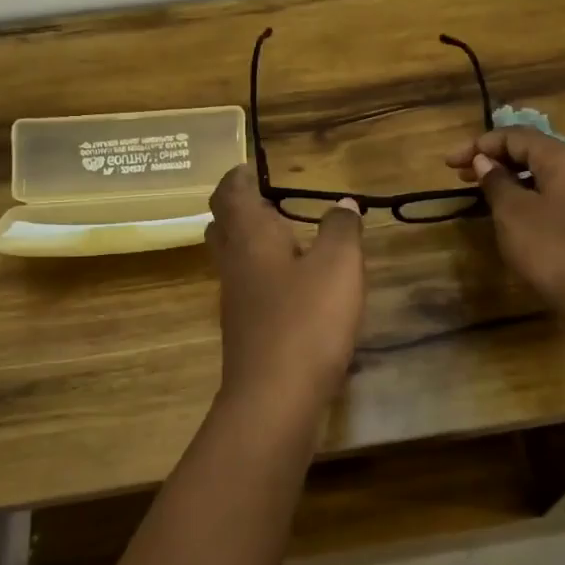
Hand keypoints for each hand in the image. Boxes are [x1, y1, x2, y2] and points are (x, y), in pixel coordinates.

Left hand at [205, 164, 365, 407]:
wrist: (274, 398)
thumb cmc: (306, 319)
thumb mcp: (338, 265)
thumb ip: (341, 229)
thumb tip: (342, 204)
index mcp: (249, 236)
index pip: (230, 192)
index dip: (239, 176)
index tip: (252, 166)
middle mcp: (234, 262)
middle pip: (223, 224)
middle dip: (240, 206)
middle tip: (269, 198)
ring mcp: (235, 298)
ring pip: (234, 256)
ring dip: (252, 241)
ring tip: (288, 234)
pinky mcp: (245, 328)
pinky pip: (248, 285)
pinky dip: (265, 272)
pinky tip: (294, 283)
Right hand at [445, 127, 564, 334]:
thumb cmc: (552, 248)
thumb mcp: (513, 212)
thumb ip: (496, 181)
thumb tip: (485, 161)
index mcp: (564, 158)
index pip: (516, 136)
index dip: (480, 144)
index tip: (450, 164)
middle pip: (532, 151)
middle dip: (494, 158)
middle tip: (460, 175)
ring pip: (543, 174)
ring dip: (510, 178)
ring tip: (481, 192)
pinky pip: (554, 195)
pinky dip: (527, 195)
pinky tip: (511, 214)